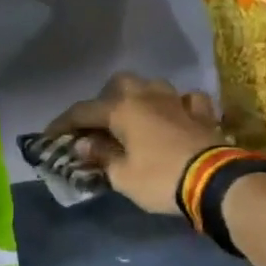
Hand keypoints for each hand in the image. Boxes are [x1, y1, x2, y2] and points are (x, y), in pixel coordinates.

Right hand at [44, 72, 224, 214]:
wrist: (215, 182)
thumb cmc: (160, 179)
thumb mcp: (122, 176)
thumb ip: (101, 156)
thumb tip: (84, 144)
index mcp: (123, 110)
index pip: (83, 111)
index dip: (63, 123)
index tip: (50, 136)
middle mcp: (148, 97)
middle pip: (120, 84)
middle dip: (105, 100)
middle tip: (100, 124)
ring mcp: (178, 101)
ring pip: (153, 86)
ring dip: (140, 97)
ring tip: (135, 118)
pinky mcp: (203, 114)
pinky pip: (186, 100)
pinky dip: (177, 106)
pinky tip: (175, 116)